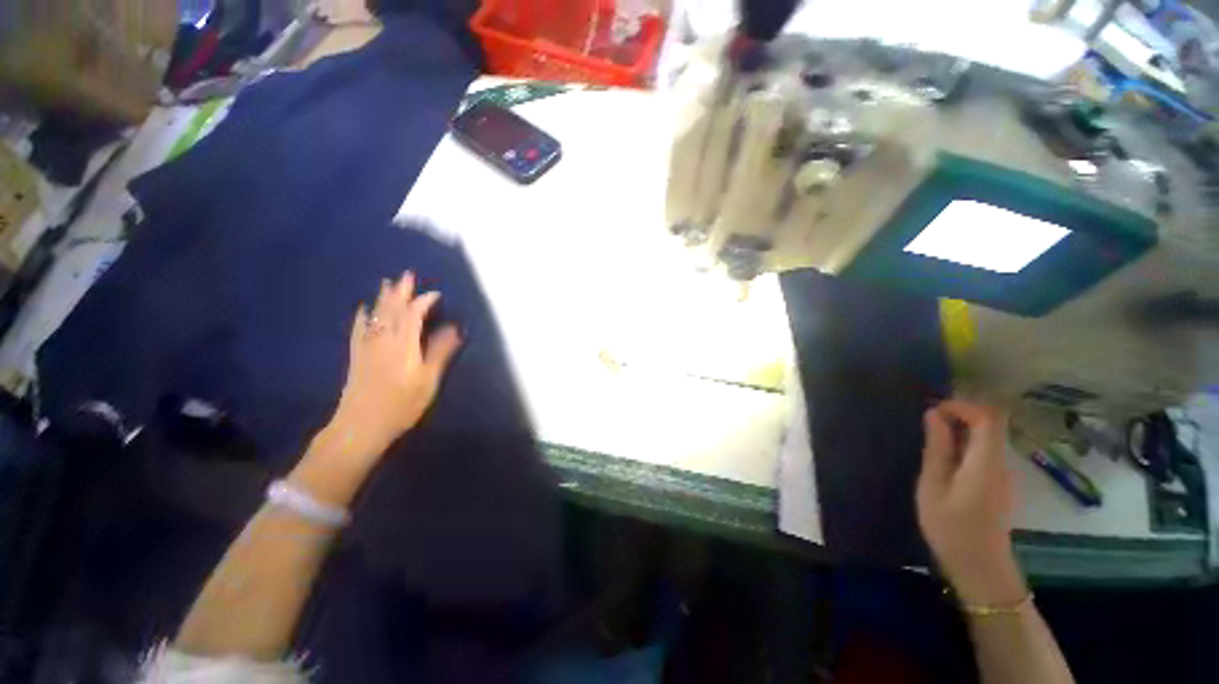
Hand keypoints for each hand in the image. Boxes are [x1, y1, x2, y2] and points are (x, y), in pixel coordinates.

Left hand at [315, 272, 461, 467]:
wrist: (361, 426)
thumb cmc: (401, 405)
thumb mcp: (428, 380)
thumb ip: (440, 352)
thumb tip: (454, 329)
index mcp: (404, 345)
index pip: (413, 315)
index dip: (424, 302)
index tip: (436, 293)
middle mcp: (384, 340)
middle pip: (392, 310)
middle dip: (401, 292)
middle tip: (407, 274)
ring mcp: (367, 347)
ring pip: (376, 316)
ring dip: (383, 298)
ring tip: (387, 283)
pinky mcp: (356, 356)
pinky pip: (359, 329)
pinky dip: (363, 316)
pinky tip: (364, 308)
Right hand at [916, 400, 1026, 605]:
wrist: (980, 567)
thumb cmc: (951, 527)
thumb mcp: (933, 485)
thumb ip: (937, 448)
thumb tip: (934, 414)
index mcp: (986, 462)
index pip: (988, 417)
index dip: (962, 405)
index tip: (933, 410)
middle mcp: (1002, 464)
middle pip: (990, 426)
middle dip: (958, 416)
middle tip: (925, 424)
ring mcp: (1003, 476)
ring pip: (987, 440)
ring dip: (960, 432)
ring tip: (929, 442)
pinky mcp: (999, 485)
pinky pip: (984, 454)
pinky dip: (965, 447)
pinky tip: (944, 462)